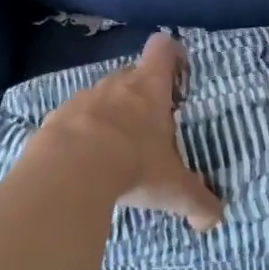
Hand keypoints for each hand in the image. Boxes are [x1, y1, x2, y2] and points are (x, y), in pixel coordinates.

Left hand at [25, 32, 223, 230]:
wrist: (68, 171)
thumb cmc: (133, 165)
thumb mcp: (173, 189)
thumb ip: (197, 201)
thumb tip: (214, 220)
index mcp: (149, 89)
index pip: (162, 49)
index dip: (170, 53)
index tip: (177, 68)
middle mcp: (116, 85)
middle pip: (131, 75)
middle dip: (140, 95)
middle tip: (151, 125)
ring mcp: (81, 98)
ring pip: (101, 98)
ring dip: (108, 116)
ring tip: (115, 149)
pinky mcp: (55, 118)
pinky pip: (73, 120)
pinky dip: (80, 135)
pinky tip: (83, 162)